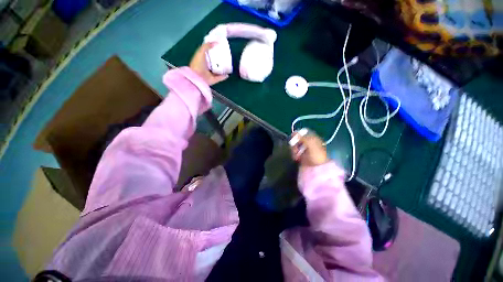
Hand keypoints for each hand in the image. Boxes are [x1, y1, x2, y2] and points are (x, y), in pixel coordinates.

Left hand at [189, 42, 228, 85]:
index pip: (208, 55)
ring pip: (217, 71)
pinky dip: (224, 76)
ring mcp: (210, 74)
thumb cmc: (198, 64)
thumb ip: (207, 46)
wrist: (198, 77)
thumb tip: (216, 42)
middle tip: (225, 57)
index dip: (213, 51)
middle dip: (219, 60)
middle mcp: (206, 67)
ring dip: (222, 69)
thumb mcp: (201, 51)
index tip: (220, 49)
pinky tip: (228, 74)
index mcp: (202, 60)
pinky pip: (220, 78)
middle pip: (214, 63)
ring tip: (228, 65)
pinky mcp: (214, 80)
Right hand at [291, 132, 328, 166]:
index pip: (303, 133)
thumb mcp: (311, 144)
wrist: (318, 168)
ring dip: (293, 150)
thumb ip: (303, 137)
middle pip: (297, 139)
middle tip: (295, 148)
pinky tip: (296, 158)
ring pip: (294, 146)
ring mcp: (304, 149)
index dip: (297, 134)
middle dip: (294, 144)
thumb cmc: (317, 155)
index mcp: (312, 138)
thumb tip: (294, 132)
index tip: (292, 136)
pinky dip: (294, 155)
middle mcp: (307, 143)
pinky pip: (294, 153)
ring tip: (296, 155)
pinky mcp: (301, 156)